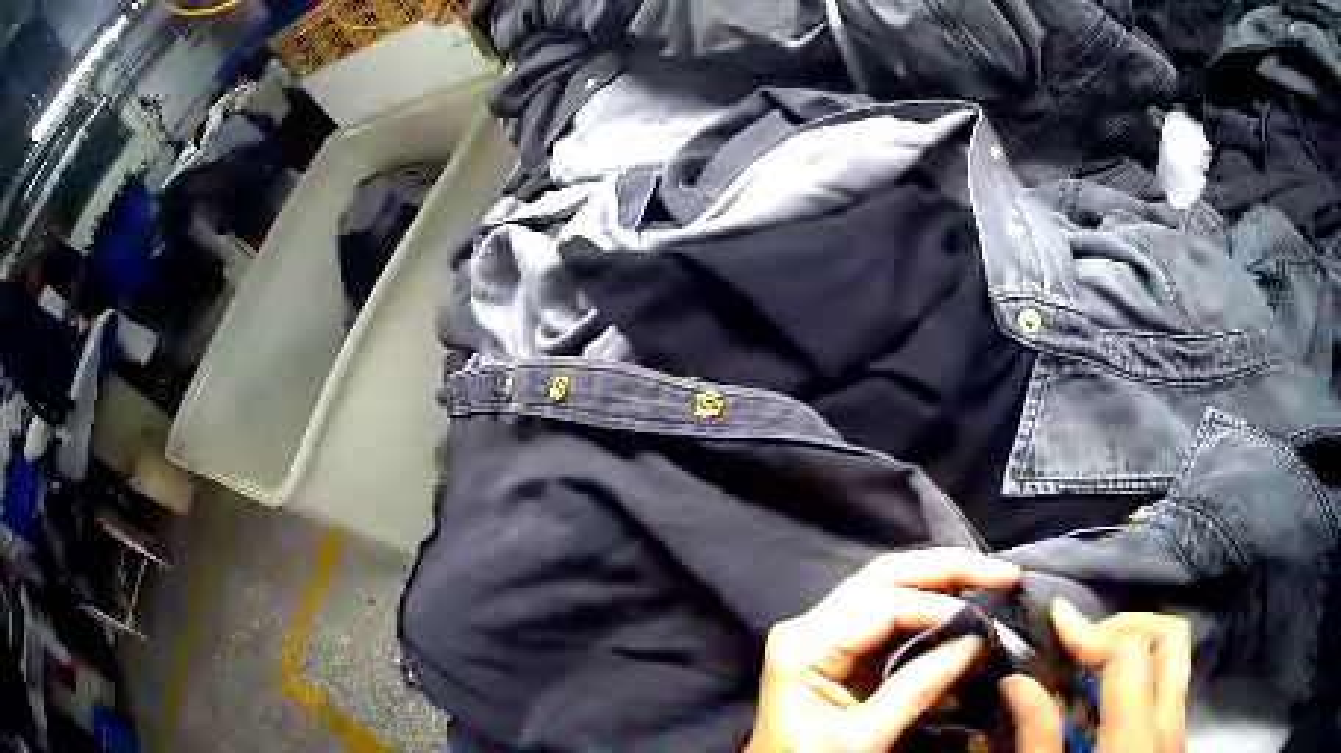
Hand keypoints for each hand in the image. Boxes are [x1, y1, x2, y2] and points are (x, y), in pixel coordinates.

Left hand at [746, 549, 1021, 751]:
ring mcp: (825, 631)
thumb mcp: (861, 739)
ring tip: (994, 582)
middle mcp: (811, 624)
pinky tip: (966, 608)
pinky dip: (933, 608)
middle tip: (1004, 575)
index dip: (941, 608)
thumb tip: (975, 640)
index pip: (884, 605)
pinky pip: (892, 612)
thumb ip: (916, 689)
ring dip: (945, 581)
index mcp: (805, 644)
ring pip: (891, 585)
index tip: (987, 624)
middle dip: (950, 569)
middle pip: (887, 576)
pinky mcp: (841, 646)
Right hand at [1000, 600, 1191, 752]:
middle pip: (1172, 636)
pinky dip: (1140, 676)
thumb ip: (1037, 738)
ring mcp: (1177, 728)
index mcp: (1133, 739)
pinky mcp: (1174, 738)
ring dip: (1136, 646)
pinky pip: (1168, 685)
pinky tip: (1105, 705)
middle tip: (1084, 639)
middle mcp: (1168, 723)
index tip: (1055, 624)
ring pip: (1175, 658)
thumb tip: (1017, 681)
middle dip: (1127, 624)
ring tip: (1092, 665)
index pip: (1131, 652)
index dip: (1092, 632)